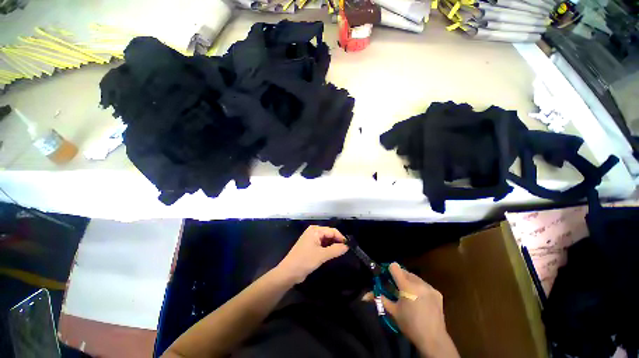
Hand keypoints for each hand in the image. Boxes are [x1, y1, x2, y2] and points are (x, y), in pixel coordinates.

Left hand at [276, 225, 348, 283]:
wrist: (289, 272)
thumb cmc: (305, 261)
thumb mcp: (322, 255)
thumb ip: (335, 250)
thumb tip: (347, 246)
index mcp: (315, 230)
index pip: (332, 231)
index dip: (341, 238)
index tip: (349, 246)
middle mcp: (314, 232)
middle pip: (329, 234)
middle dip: (337, 241)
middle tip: (346, 251)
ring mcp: (312, 239)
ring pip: (326, 240)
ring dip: (333, 246)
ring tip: (340, 253)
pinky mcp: (311, 246)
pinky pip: (322, 244)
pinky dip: (328, 248)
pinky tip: (332, 254)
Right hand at [382, 263, 458, 357]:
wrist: (433, 340)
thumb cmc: (410, 325)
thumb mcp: (392, 312)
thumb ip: (380, 299)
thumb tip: (365, 295)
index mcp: (406, 286)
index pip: (394, 267)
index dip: (389, 270)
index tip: (388, 278)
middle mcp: (419, 283)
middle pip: (405, 271)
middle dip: (399, 277)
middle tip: (397, 289)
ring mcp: (429, 287)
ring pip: (415, 277)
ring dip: (409, 282)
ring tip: (409, 295)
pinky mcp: (437, 293)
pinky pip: (424, 284)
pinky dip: (419, 288)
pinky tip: (420, 300)